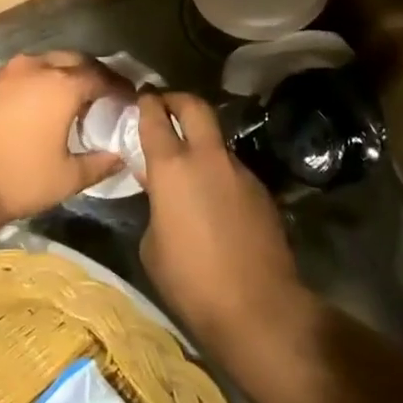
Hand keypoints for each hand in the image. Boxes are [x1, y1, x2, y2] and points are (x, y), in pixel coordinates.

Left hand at [0, 52, 125, 235]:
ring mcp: (6, 73)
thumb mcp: (67, 178)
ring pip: (44, 63)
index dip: (119, 87)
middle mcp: (35, 69)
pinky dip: (36, 81)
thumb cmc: (17, 179)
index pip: (102, 77)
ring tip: (71, 97)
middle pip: (74, 60)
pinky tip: (37, 103)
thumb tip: (120, 157)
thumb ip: (99, 163)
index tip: (129, 99)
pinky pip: (21, 74)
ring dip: (62, 74)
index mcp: (62, 86)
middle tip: (104, 93)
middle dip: (93, 73)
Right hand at [136, 91, 310, 356]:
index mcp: (172, 167)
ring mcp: (240, 171)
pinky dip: (218, 173)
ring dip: (200, 142)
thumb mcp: (152, 244)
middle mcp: (208, 158)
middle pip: (195, 107)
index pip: (155, 118)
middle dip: (177, 99)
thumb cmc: (190, 280)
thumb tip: (162, 194)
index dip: (147, 103)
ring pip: (216, 141)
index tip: (142, 97)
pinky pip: (232, 170)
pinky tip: (213, 199)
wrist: (256, 305)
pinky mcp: (261, 190)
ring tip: (188, 165)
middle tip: (165, 104)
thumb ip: (154, 205)